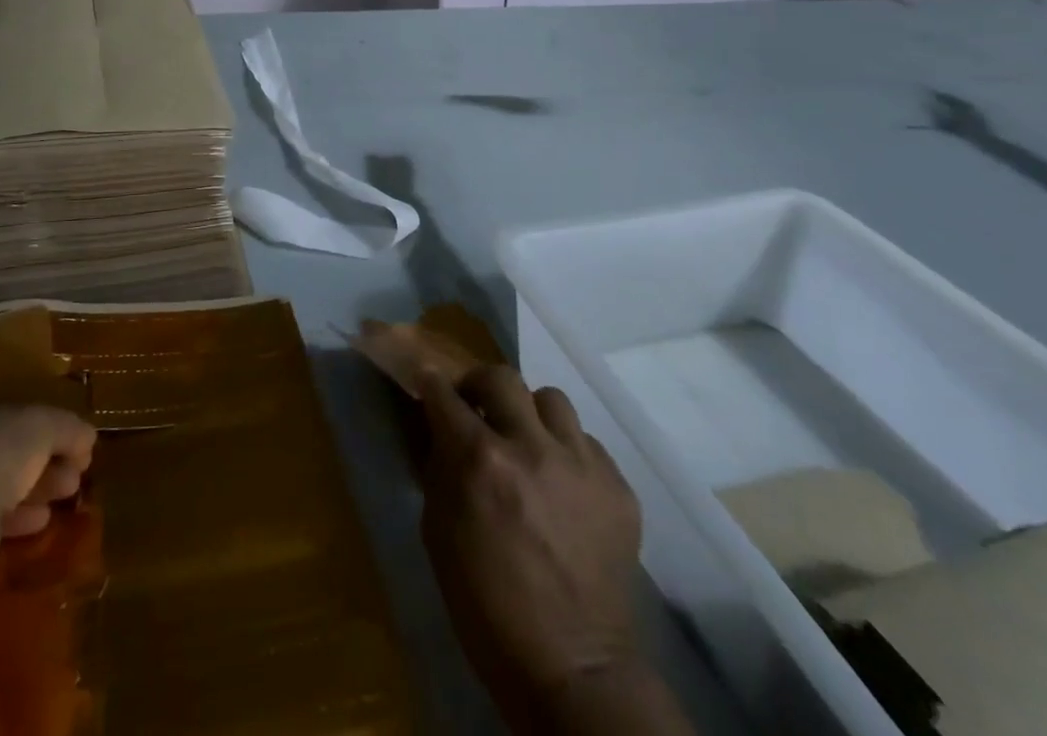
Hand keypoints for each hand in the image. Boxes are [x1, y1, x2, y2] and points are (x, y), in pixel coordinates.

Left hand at [0, 405, 96, 610]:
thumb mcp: (43, 426)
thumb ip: (67, 428)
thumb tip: (88, 436)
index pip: (19, 421)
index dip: (53, 430)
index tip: (82, 444)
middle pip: (13, 456)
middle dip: (50, 460)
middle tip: (80, 472)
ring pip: (6, 489)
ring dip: (40, 489)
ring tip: (70, 493)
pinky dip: (22, 520)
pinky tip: (43, 521)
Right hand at [419, 366, 646, 727]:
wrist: (573, 669)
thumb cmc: (486, 606)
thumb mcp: (438, 532)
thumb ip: (439, 469)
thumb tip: (438, 430)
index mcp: (479, 460)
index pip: (444, 392)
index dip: (430, 384)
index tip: (427, 383)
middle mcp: (530, 447)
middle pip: (501, 377)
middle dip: (480, 387)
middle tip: (476, 409)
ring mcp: (581, 465)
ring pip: (551, 399)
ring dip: (530, 414)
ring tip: (527, 443)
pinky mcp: (619, 489)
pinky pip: (587, 442)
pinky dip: (567, 452)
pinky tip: (562, 485)